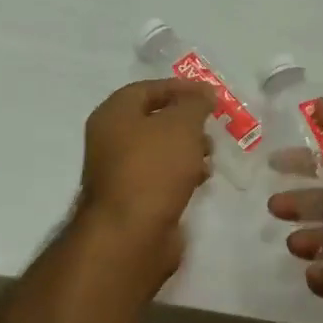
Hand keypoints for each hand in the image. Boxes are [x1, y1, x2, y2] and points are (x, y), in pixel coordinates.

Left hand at [76, 78, 215, 281]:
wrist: (131, 234)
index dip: (179, 88)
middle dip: (186, 121)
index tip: (210, 94)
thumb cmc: (154, 169)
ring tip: (210, 156)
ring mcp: (120, 172)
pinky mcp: (134, 199)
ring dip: (187, 149)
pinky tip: (201, 180)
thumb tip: (204, 93)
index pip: (147, 89)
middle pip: (153, 120)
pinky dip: (181, 174)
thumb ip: (195, 104)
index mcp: (113, 115)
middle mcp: (110, 140)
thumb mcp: (181, 126)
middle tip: (212, 127)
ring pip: (160, 150)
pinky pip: (161, 176)